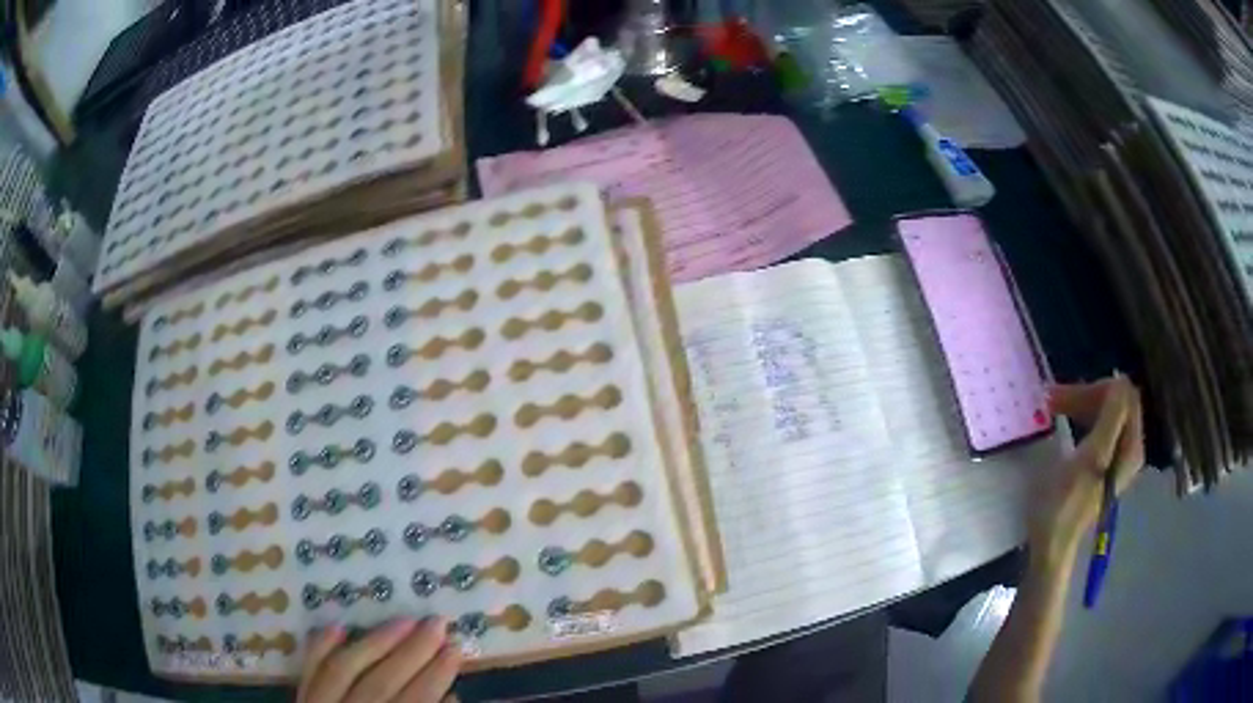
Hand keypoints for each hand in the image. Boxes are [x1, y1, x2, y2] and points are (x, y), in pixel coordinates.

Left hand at [297, 618, 460, 702]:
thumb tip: (453, 700)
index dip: (436, 676)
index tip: (456, 649)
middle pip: (381, 681)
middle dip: (412, 651)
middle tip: (437, 623)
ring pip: (344, 669)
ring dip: (374, 642)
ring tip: (402, 619)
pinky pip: (308, 673)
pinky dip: (319, 648)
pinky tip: (336, 627)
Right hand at [1028, 376, 1144, 570]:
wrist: (1051, 545)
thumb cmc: (1065, 503)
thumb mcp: (1090, 457)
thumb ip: (1111, 418)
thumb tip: (1121, 381)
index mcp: (1131, 444)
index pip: (1124, 394)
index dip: (1097, 388)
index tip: (1065, 395)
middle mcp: (1130, 446)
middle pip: (1116, 401)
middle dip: (1087, 394)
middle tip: (1054, 400)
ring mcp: (1117, 456)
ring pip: (1106, 412)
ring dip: (1082, 404)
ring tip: (1055, 407)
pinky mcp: (1104, 463)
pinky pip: (1100, 426)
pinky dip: (1083, 418)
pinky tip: (1067, 422)